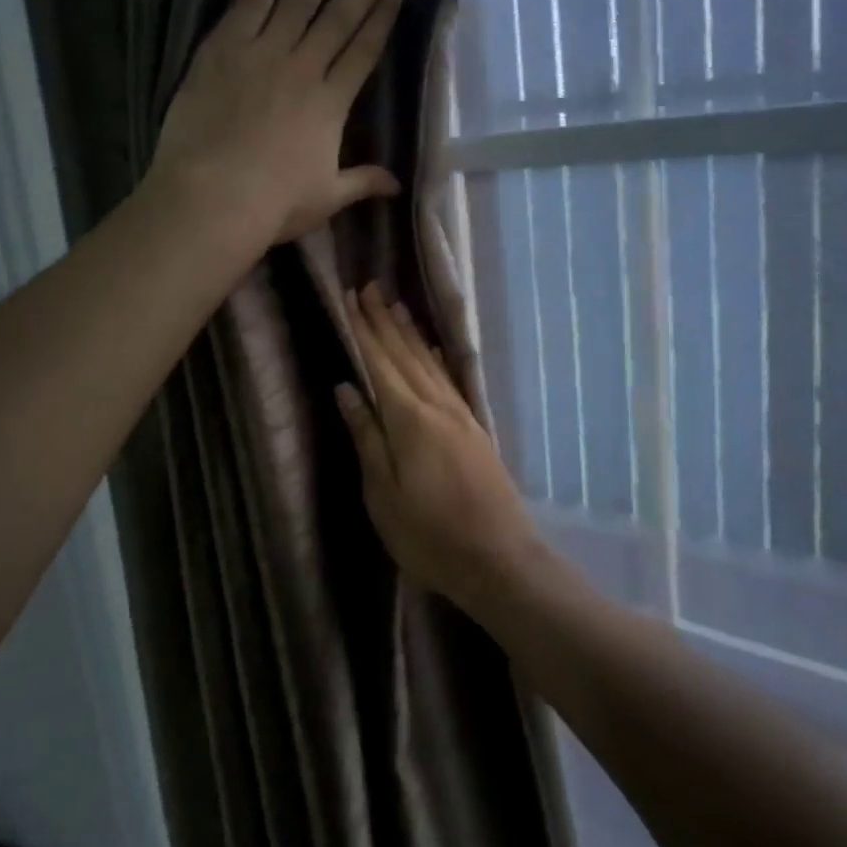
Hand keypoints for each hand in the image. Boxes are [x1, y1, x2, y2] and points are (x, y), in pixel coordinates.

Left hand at [150, 0, 404, 246]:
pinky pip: (251, 1)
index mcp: (331, 104)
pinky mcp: (222, 48)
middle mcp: (303, 68)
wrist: (213, 197)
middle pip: (340, 15)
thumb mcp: (326, 198)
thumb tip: (397, 185)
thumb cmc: (274, 204)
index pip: (364, 50)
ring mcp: (262, 53)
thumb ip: (363, 181)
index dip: (383, 16)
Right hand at [335, 282, 541, 605]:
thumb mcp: (383, 495)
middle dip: (385, 321)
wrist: (499, 559)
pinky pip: (449, 380)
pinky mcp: (474, 429)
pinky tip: (433, 350)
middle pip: (406, 354)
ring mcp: (460, 416)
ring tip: (396, 305)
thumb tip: (347, 389)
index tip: (350, 297)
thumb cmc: (429, 536)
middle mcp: (437, 406)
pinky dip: (437, 359)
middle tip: (369, 287)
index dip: (363, 330)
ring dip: (410, 333)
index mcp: (409, 420)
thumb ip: (367, 437)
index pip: (380, 363)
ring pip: (430, 362)